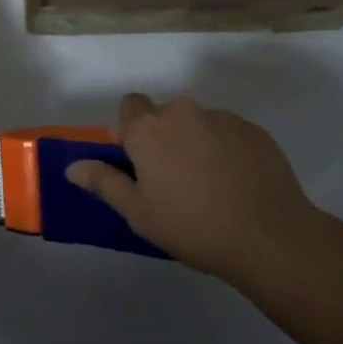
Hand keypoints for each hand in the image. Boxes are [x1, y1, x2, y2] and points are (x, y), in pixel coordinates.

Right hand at [66, 93, 325, 288]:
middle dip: (164, 138)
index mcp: (149, 129)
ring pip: (198, 123)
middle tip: (174, 180)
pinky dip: (228, 150)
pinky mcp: (254, 130)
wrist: (270, 236)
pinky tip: (238, 184)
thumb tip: (72, 166)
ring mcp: (222, 117)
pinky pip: (229, 133)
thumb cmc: (193, 227)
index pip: (128, 106)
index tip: (139, 163)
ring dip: (197, 143)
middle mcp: (182, 111)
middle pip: (164, 115)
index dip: (131, 131)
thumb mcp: (139, 214)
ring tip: (212, 186)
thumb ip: (104, 183)